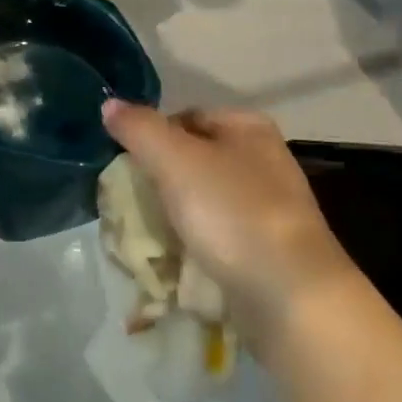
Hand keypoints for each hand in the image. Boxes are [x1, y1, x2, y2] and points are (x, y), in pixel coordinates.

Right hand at [101, 101, 358, 348]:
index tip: (128, 166)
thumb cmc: (233, 213)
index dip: (153, 136)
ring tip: (149, 236)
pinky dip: (199, 245)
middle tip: (132, 203)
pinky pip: (222, 237)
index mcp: (248, 126)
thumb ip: (139, 128)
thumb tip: (109, 104)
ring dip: (177, 215)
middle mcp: (265, 160)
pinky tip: (179, 262)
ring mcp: (271, 207)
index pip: (186, 117)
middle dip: (162, 180)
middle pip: (196, 159)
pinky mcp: (270, 250)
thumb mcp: (175, 160)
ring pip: (207, 200)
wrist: (292, 297)